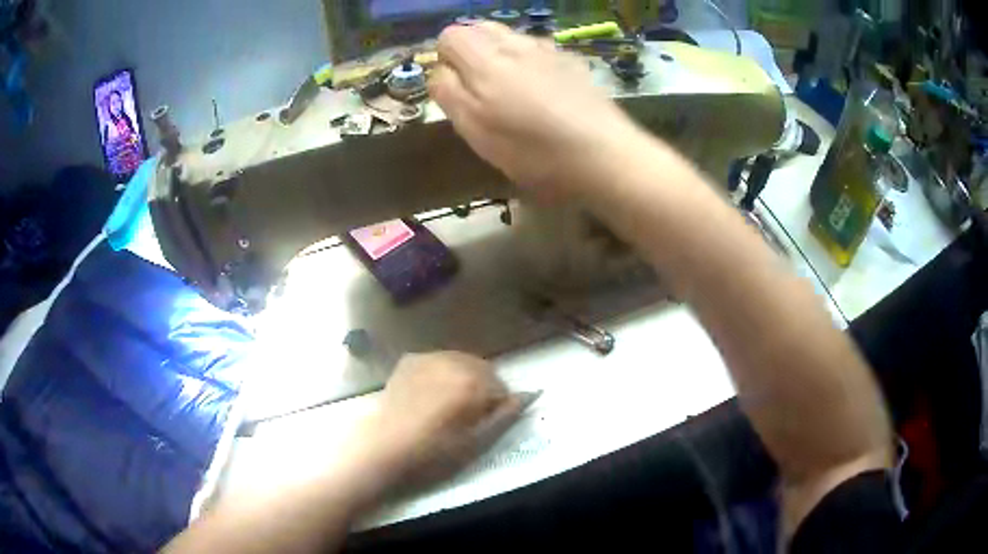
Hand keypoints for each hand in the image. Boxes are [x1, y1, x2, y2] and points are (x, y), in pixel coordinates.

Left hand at [354, 352, 526, 493]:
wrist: (386, 446)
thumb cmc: (435, 451)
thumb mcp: (478, 440)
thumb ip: (506, 414)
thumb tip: (528, 395)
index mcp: (473, 381)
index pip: (501, 386)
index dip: (498, 405)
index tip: (487, 421)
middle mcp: (454, 360)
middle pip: (482, 369)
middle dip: (482, 386)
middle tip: (469, 413)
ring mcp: (429, 357)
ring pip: (459, 362)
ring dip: (462, 377)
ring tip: (448, 403)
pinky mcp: (409, 360)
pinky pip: (437, 361)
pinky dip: (441, 373)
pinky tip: (430, 393)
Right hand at [429, 22, 638, 193]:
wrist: (604, 154)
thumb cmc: (532, 150)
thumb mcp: (474, 129)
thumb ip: (448, 92)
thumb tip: (440, 70)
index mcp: (485, 60)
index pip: (450, 36)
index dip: (445, 58)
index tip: (455, 87)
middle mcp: (515, 44)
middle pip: (479, 28)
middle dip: (470, 52)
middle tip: (479, 88)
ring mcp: (547, 49)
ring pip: (510, 37)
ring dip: (500, 55)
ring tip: (510, 89)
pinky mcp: (572, 61)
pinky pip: (538, 49)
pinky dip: (529, 61)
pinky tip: (543, 91)